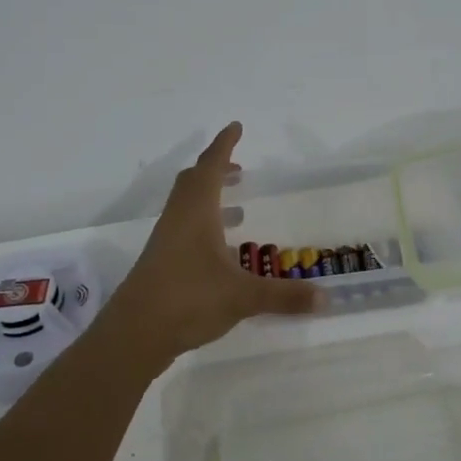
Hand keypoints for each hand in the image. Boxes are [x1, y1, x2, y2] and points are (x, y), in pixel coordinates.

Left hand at [106, 122, 321, 361]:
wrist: (134, 334)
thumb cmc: (189, 299)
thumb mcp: (243, 297)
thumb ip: (284, 296)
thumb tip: (326, 298)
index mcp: (196, 212)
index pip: (211, 166)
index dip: (225, 145)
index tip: (236, 126)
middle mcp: (178, 219)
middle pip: (193, 181)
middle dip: (216, 169)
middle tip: (239, 168)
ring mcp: (165, 241)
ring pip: (186, 206)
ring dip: (209, 197)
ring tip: (237, 208)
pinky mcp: (160, 263)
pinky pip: (183, 229)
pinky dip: (203, 225)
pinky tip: (220, 252)